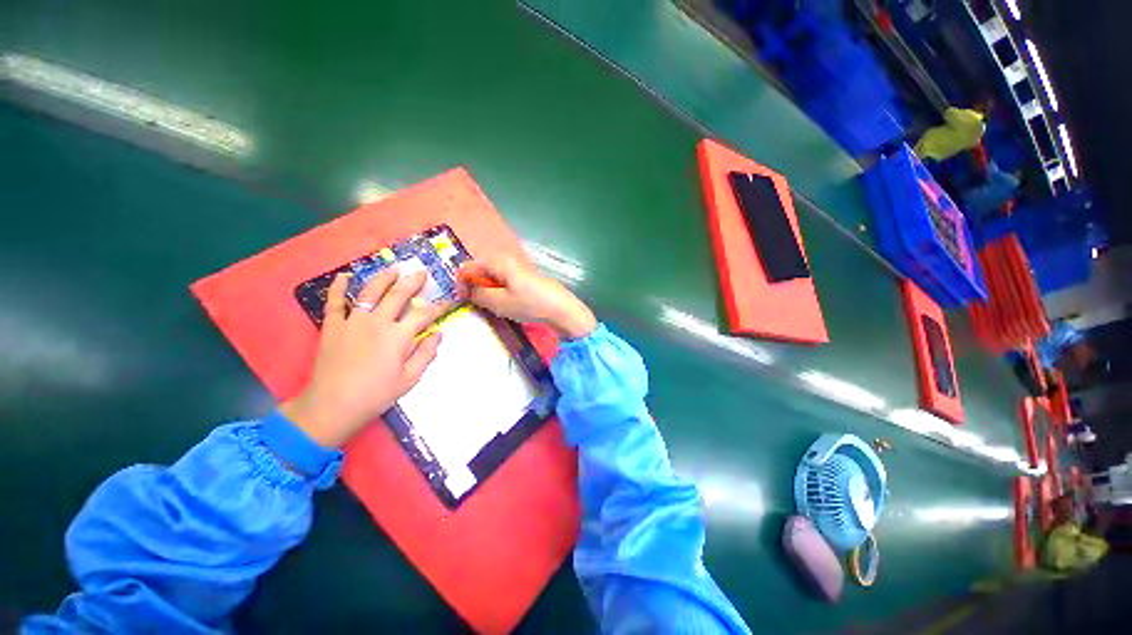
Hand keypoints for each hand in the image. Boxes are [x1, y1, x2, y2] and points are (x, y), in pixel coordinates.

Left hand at [281, 269, 449, 447]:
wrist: (332, 406)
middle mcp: (377, 322)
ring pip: (370, 292)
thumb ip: (426, 354)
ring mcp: (353, 321)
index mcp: (398, 336)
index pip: (423, 314)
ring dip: (384, 278)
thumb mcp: (410, 379)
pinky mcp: (332, 326)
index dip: (438, 307)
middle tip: (421, 273)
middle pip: (398, 295)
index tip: (446, 302)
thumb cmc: (376, 394)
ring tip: (394, 269)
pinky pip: (335, 302)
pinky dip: (339, 287)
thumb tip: (438, 334)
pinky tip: (345, 276)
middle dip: (413, 282)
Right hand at [459, 255, 595, 338]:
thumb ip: (479, 295)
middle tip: (477, 305)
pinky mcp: (524, 279)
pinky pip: (504, 282)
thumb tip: (467, 290)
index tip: (461, 300)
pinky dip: (499, 292)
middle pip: (480, 271)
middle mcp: (506, 260)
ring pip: (492, 278)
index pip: (468, 267)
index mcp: (498, 261)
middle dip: (474, 287)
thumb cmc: (530, 304)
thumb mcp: (499, 302)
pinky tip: (506, 305)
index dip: (461, 283)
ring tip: (492, 307)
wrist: (561, 309)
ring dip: (487, 291)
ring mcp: (517, 269)